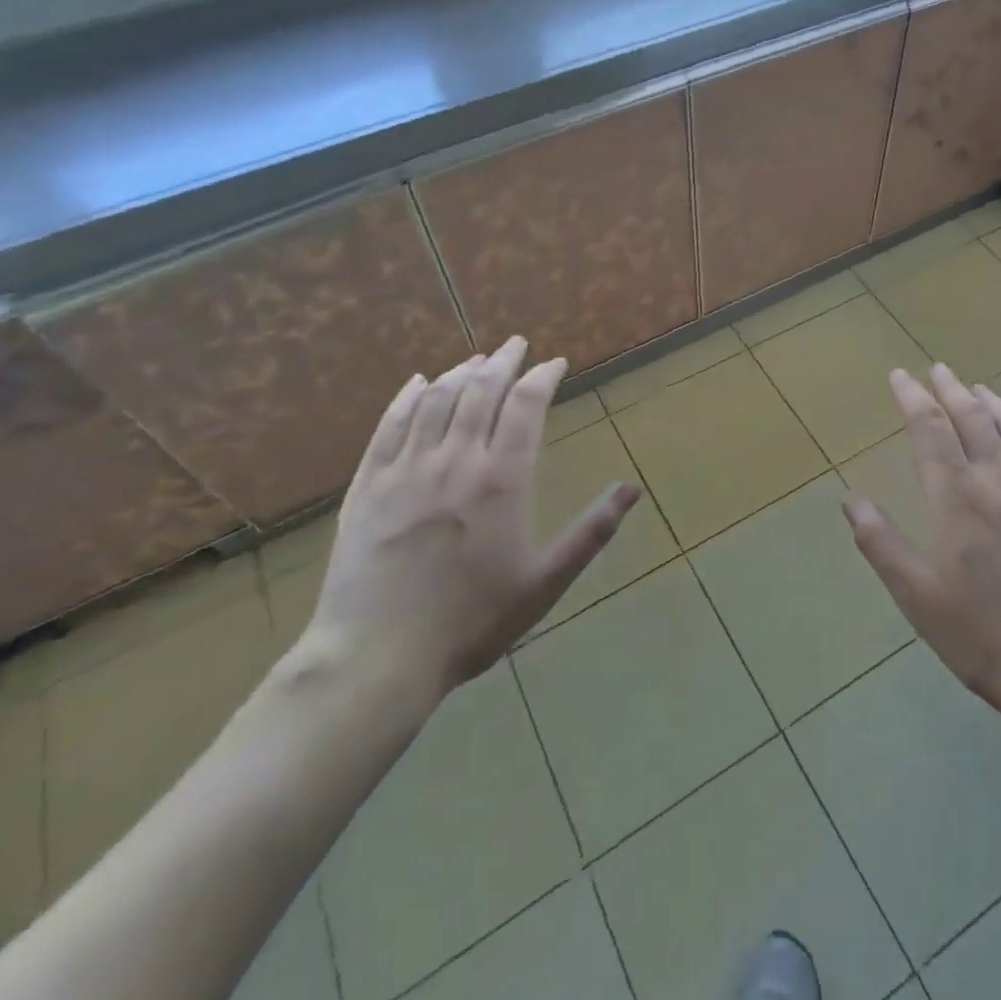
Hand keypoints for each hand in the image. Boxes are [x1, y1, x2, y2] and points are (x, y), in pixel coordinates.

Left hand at [296, 337, 639, 721]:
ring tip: (476, 360)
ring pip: (435, 400)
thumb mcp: (544, 582)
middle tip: (516, 344)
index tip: (554, 363)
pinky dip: (407, 397)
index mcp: (502, 480)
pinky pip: (389, 425)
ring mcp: (406, 469)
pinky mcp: (368, 484)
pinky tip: (417, 384)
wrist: (377, 658)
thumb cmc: (472, 622)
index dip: (542, 376)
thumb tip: (632, 490)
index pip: (526, 405)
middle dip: (503, 361)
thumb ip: (591, 532)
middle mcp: (455, 460)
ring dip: (460, 373)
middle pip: (480, 391)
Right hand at [842, 365, 1000, 736]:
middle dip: (951, 389)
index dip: (912, 397)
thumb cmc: (985, 636)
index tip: (900, 376)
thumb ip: (882, 543)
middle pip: (973, 418)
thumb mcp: (917, 597)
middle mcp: (1000, 481)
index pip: (930, 429)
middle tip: (938, 369)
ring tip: (979, 389)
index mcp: (957, 497)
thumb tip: (852, 500)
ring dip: (992, 402)